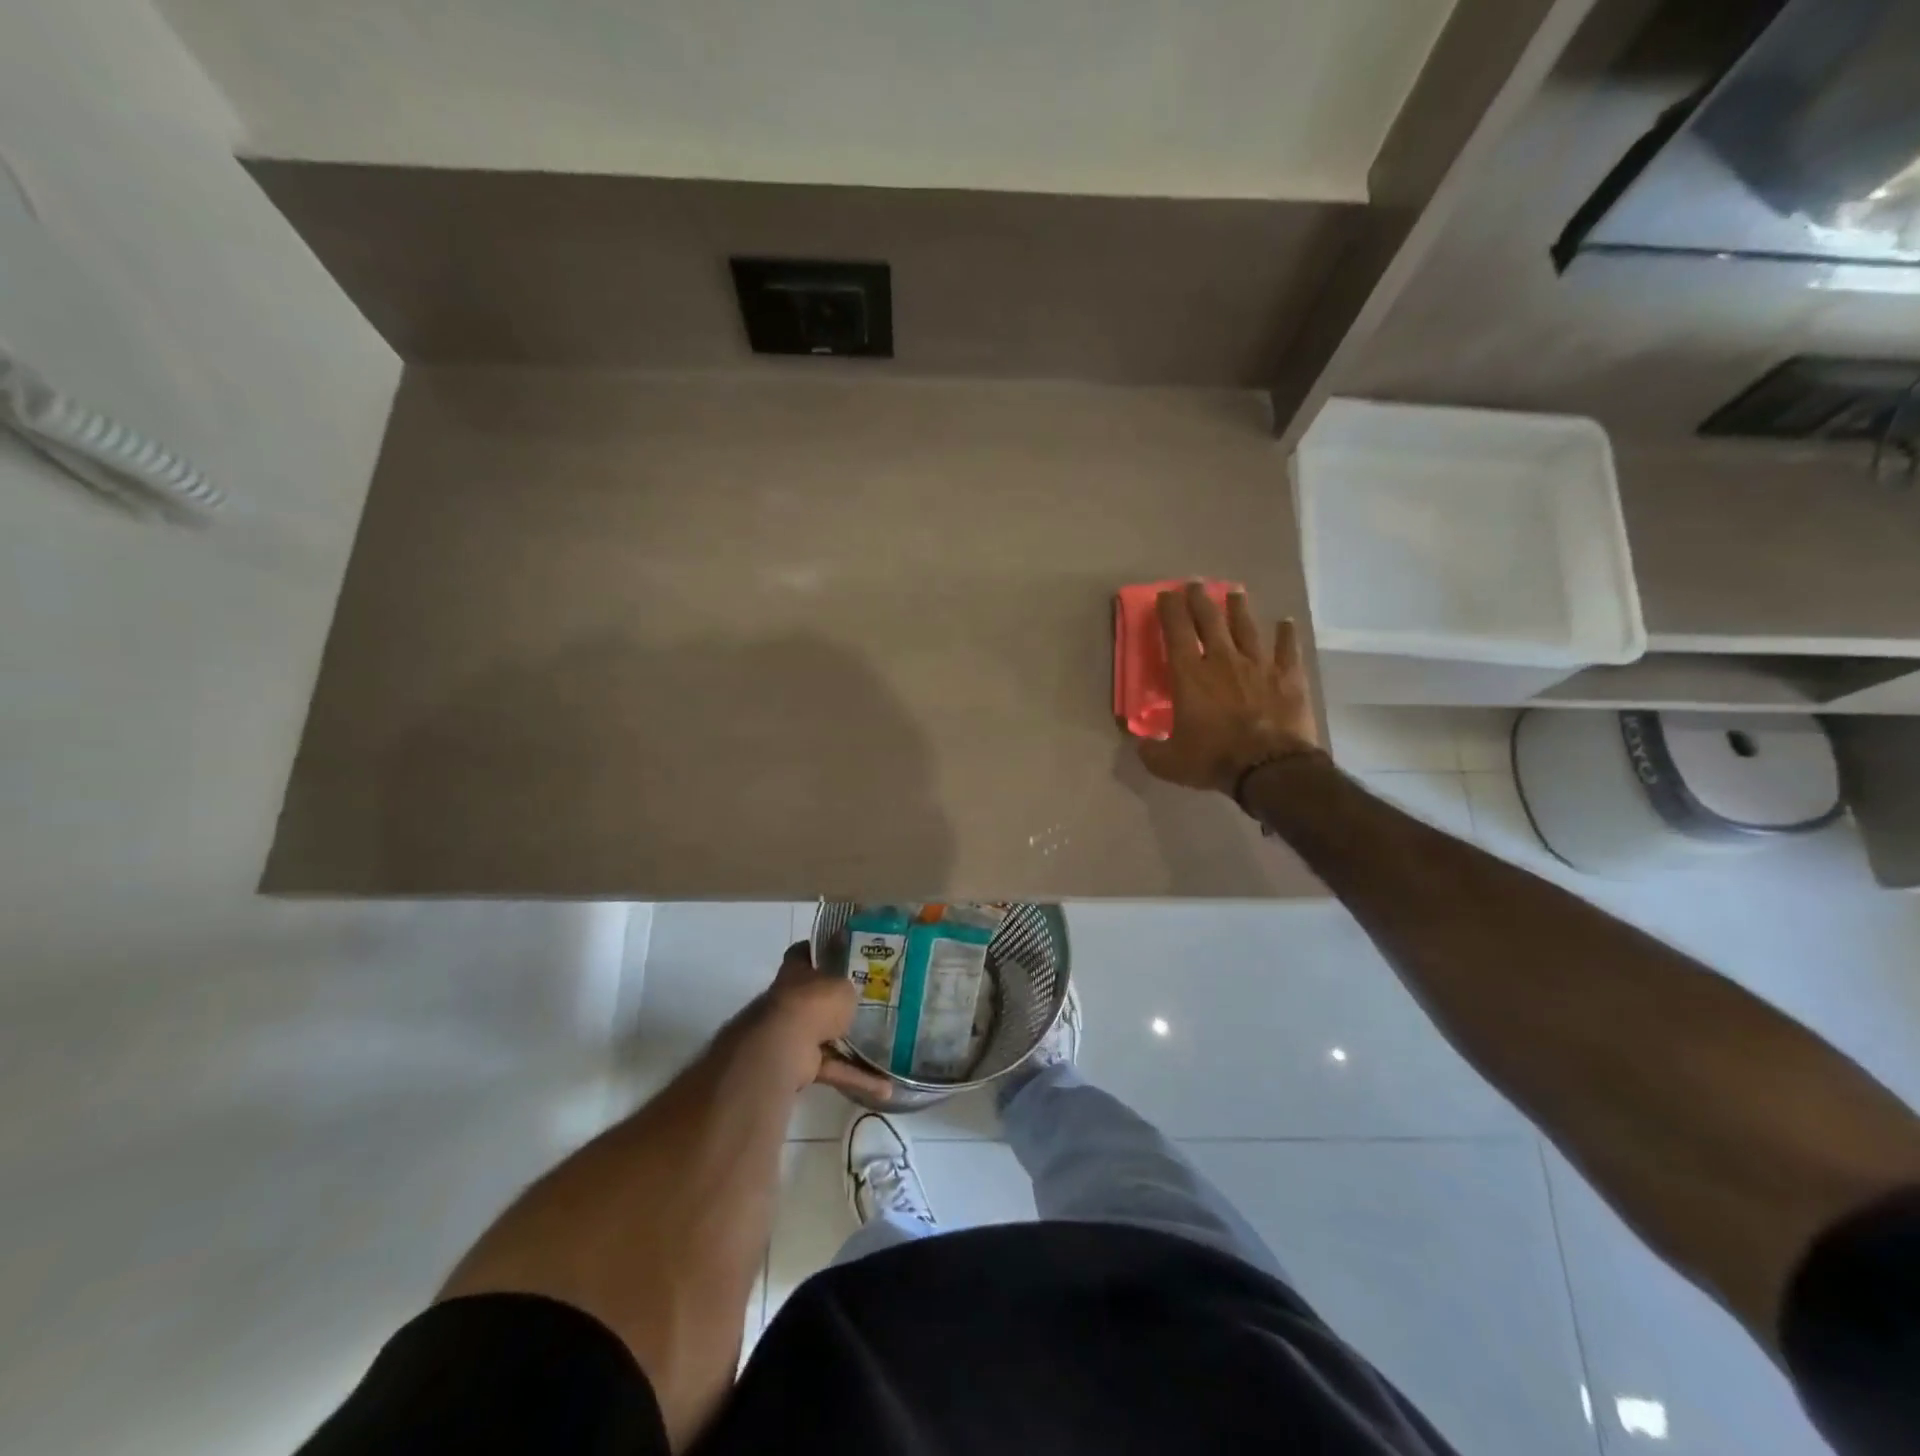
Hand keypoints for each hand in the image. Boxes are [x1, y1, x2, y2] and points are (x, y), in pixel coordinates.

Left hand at [752, 942, 893, 1101]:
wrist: (784, 1045)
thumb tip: (853, 986)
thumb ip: (848, 984)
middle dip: (839, 1003)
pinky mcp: (801, 1064)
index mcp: (797, 972)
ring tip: (886, 1050)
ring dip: (853, 1047)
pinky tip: (884, 1087)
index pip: (805, 953)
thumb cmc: (813, 1002)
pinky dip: (855, 1077)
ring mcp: (794, 1033)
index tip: (844, 953)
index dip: (821, 951)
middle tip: (872, 1001)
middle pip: (817, 997)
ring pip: (828, 1037)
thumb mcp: (842, 983)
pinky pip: (833, 1068)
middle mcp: (792, 1001)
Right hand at [1136, 582, 1321, 794]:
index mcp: (1190, 676)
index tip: (1165, 594)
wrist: (1269, 767)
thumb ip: (1150, 750)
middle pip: (1210, 621)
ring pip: (1247, 628)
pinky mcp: (1288, 678)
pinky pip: (1287, 650)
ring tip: (1235, 592)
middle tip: (1195, 584)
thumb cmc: (1213, 759)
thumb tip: (1139, 743)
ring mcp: (1259, 666)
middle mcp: (1223, 660)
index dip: (1170, 610)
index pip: (1176, 632)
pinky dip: (1286, 635)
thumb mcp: (1168, 762)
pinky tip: (1286, 622)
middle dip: (1200, 599)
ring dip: (1239, 608)